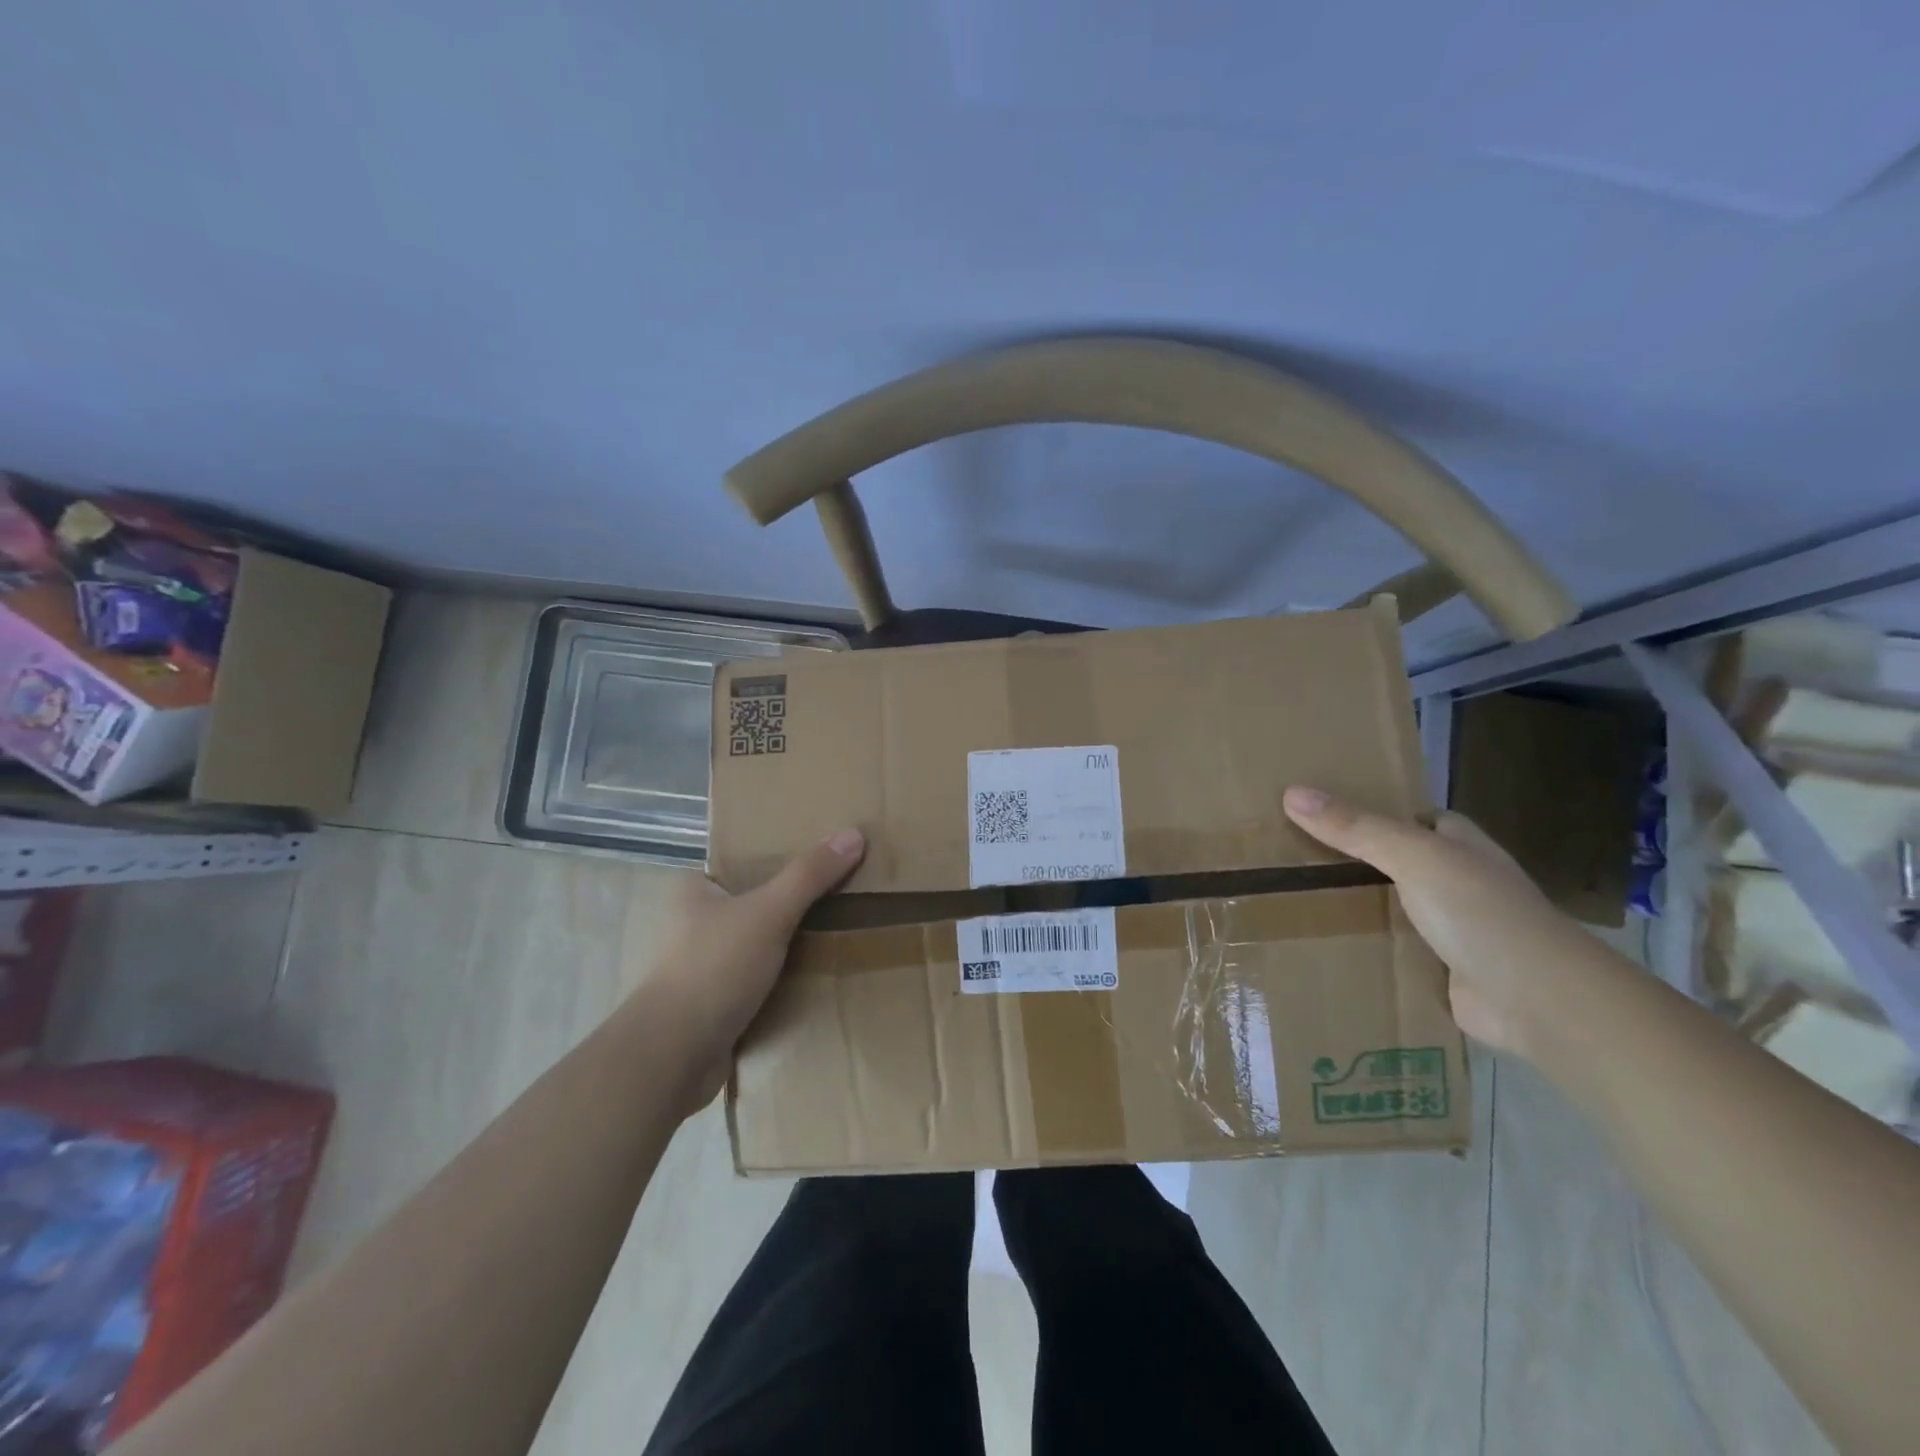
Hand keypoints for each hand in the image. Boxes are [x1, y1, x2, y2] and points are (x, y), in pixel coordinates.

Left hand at [645, 828, 864, 1111]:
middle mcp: (694, 922)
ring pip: (761, 942)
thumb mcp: (768, 912)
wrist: (672, 1058)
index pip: (746, 860)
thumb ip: (810, 875)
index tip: (826, 856)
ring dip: (793, 943)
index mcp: (694, 889)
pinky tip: (819, 973)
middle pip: (758, 900)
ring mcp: (704, 965)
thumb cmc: (713, 969)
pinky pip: (760, 979)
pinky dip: (785, 977)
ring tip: (841, 930)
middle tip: (844, 892)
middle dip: (795, 901)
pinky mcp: (716, 1002)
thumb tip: (854, 833)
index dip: (784, 855)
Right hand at [1282, 787, 1586, 1057]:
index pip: (1409, 816)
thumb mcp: (1413, 856)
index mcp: (1458, 843)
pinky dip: (1364, 943)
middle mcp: (1457, 879)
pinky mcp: (1440, 967)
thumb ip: (1355, 828)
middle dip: (1350, 859)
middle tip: (1288, 853)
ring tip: (1290, 894)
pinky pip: (1391, 946)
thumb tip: (1291, 793)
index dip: (1367, 810)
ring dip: (1353, 903)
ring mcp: (1451, 926)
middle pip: (1392, 860)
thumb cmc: (1480, 911)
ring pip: (1389, 904)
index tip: (1314, 811)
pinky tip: (1321, 941)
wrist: (1536, 1000)